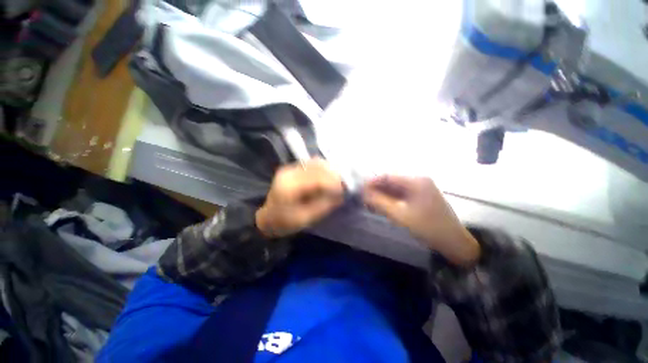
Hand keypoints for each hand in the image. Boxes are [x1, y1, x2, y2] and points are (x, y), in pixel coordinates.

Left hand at [256, 159, 343, 237]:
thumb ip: (323, 205)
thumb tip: (341, 195)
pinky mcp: (293, 168)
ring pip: (316, 162)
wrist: (268, 217)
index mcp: (290, 187)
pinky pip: (312, 164)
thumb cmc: (285, 221)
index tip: (344, 190)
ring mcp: (291, 168)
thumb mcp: (305, 218)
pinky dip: (323, 169)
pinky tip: (328, 177)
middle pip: (317, 166)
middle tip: (343, 186)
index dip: (333, 182)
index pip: (317, 178)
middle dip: (334, 174)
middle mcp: (289, 172)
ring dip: (329, 170)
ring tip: (337, 182)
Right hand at [362, 175, 479, 266]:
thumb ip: (379, 203)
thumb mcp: (400, 215)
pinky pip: (401, 194)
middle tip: (363, 198)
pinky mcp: (420, 196)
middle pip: (391, 181)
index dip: (371, 182)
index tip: (359, 189)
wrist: (453, 241)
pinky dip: (390, 199)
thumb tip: (363, 194)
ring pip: (395, 188)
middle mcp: (418, 180)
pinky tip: (382, 205)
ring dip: (382, 194)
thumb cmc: (427, 227)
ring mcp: (420, 188)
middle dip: (376, 189)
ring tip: (370, 203)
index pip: (387, 176)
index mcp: (415, 181)